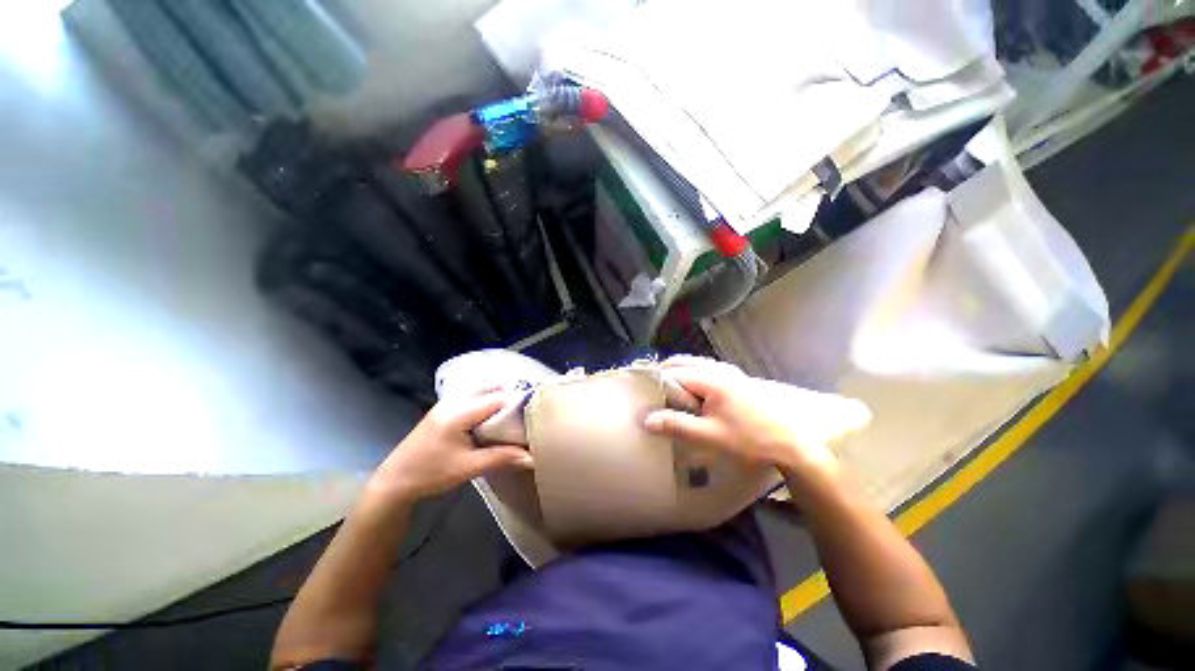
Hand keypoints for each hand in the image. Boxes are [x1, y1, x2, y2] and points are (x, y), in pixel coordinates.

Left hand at [367, 390, 532, 503]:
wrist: (395, 480)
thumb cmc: (431, 473)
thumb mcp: (468, 467)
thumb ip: (502, 458)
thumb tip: (532, 457)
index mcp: (459, 412)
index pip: (497, 399)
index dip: (517, 404)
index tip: (533, 414)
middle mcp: (454, 401)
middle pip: (490, 390)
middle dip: (509, 399)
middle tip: (526, 414)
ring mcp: (447, 403)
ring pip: (480, 392)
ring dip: (498, 400)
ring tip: (513, 416)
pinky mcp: (444, 409)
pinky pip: (472, 398)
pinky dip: (486, 403)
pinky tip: (493, 418)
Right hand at [643, 356, 869, 475]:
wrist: (793, 442)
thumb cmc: (751, 439)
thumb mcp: (711, 436)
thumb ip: (677, 425)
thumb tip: (646, 419)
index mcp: (711, 378)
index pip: (672, 373)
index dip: (654, 382)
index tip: (641, 393)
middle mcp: (718, 368)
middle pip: (681, 362)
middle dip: (663, 373)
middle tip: (650, 390)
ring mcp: (728, 372)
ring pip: (693, 365)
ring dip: (677, 374)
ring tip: (665, 393)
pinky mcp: (735, 379)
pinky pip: (704, 370)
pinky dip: (690, 376)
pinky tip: (689, 394)